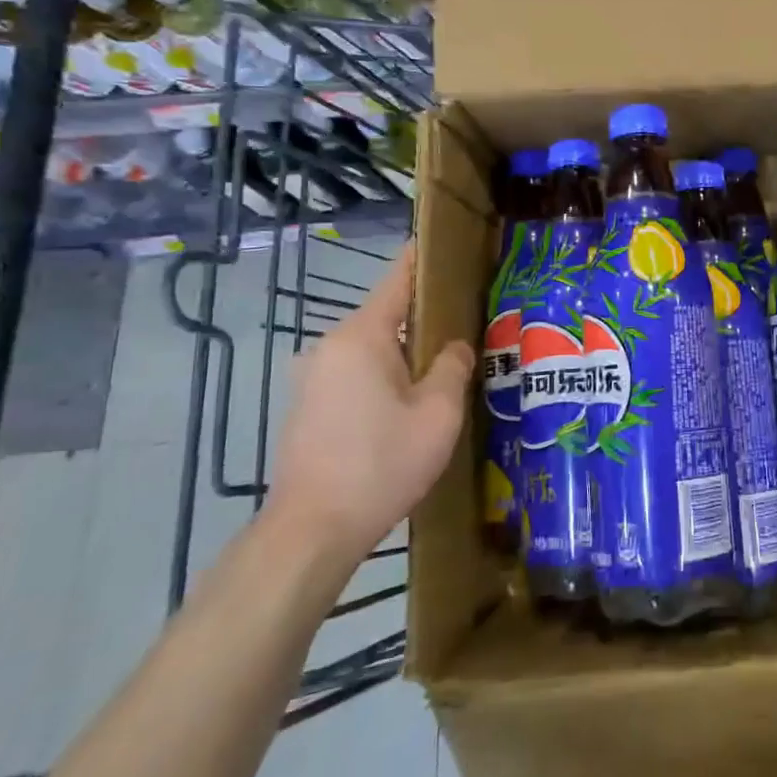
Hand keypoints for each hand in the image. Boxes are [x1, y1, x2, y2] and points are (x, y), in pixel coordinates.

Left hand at [267, 247, 475, 566]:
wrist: (312, 530)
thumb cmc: (381, 463)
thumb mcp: (438, 413)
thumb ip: (452, 367)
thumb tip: (453, 347)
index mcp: (361, 336)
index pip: (398, 280)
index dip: (424, 260)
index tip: (449, 245)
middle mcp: (329, 346)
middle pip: (386, 316)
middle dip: (425, 320)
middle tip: (469, 329)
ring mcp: (312, 377)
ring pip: (372, 350)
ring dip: (405, 355)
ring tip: (445, 372)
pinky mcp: (307, 406)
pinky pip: (355, 374)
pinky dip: (384, 378)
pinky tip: (408, 406)